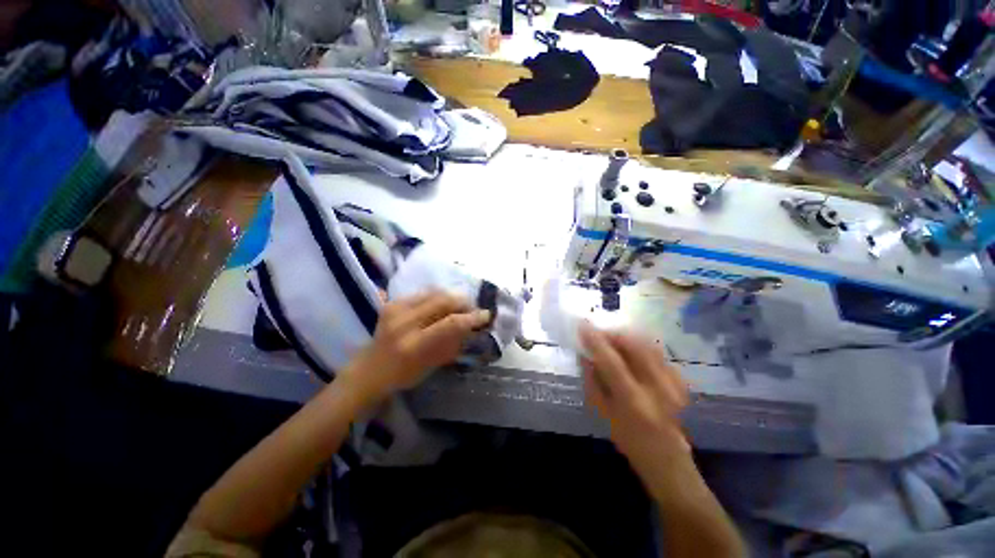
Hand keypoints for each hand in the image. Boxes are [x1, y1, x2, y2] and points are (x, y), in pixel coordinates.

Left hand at [339, 291, 490, 407]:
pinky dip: (439, 296)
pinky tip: (444, 304)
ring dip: (452, 297)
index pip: (450, 324)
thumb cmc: (404, 374)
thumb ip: (453, 342)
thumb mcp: (433, 364)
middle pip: (443, 300)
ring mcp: (396, 308)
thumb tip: (473, 325)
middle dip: (464, 302)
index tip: (486, 316)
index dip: (472, 318)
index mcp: (414, 345)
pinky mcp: (393, 302)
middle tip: (473, 308)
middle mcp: (404, 322)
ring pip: (434, 292)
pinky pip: (424, 292)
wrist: (370, 369)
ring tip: (460, 305)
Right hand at [580, 324, 691, 478]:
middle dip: (613, 333)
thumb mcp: (602, 412)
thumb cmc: (628, 440)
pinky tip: (630, 351)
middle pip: (635, 345)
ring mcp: (673, 383)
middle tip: (599, 332)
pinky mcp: (680, 381)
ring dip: (627, 337)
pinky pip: (656, 352)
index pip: (611, 361)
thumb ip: (592, 380)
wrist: (668, 459)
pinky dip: (640, 346)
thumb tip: (584, 353)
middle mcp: (656, 388)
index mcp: (633, 401)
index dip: (595, 340)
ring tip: (612, 339)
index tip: (582, 325)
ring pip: (647, 344)